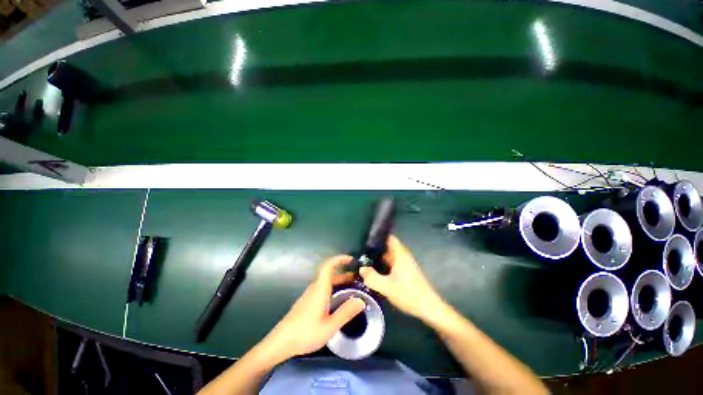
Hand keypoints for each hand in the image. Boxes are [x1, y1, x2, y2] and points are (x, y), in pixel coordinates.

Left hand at [261, 255, 364, 362]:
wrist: (281, 342)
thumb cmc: (306, 333)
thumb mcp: (329, 326)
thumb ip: (346, 312)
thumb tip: (361, 301)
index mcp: (320, 288)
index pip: (329, 266)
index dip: (340, 259)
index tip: (351, 260)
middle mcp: (315, 287)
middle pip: (330, 274)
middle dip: (344, 273)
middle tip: (358, 280)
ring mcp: (310, 294)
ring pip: (327, 282)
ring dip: (339, 282)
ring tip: (351, 290)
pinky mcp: (307, 301)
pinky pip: (323, 288)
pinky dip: (333, 289)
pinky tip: (338, 301)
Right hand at [360, 235, 445, 322]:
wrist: (429, 308)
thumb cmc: (409, 294)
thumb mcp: (387, 287)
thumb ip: (372, 277)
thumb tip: (361, 269)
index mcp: (400, 254)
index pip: (389, 238)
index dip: (378, 236)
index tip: (366, 238)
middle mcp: (403, 257)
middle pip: (388, 247)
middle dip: (376, 249)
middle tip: (361, 252)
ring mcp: (405, 265)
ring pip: (389, 257)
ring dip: (379, 258)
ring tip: (365, 261)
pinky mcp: (406, 273)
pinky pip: (392, 264)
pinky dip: (384, 265)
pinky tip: (375, 272)